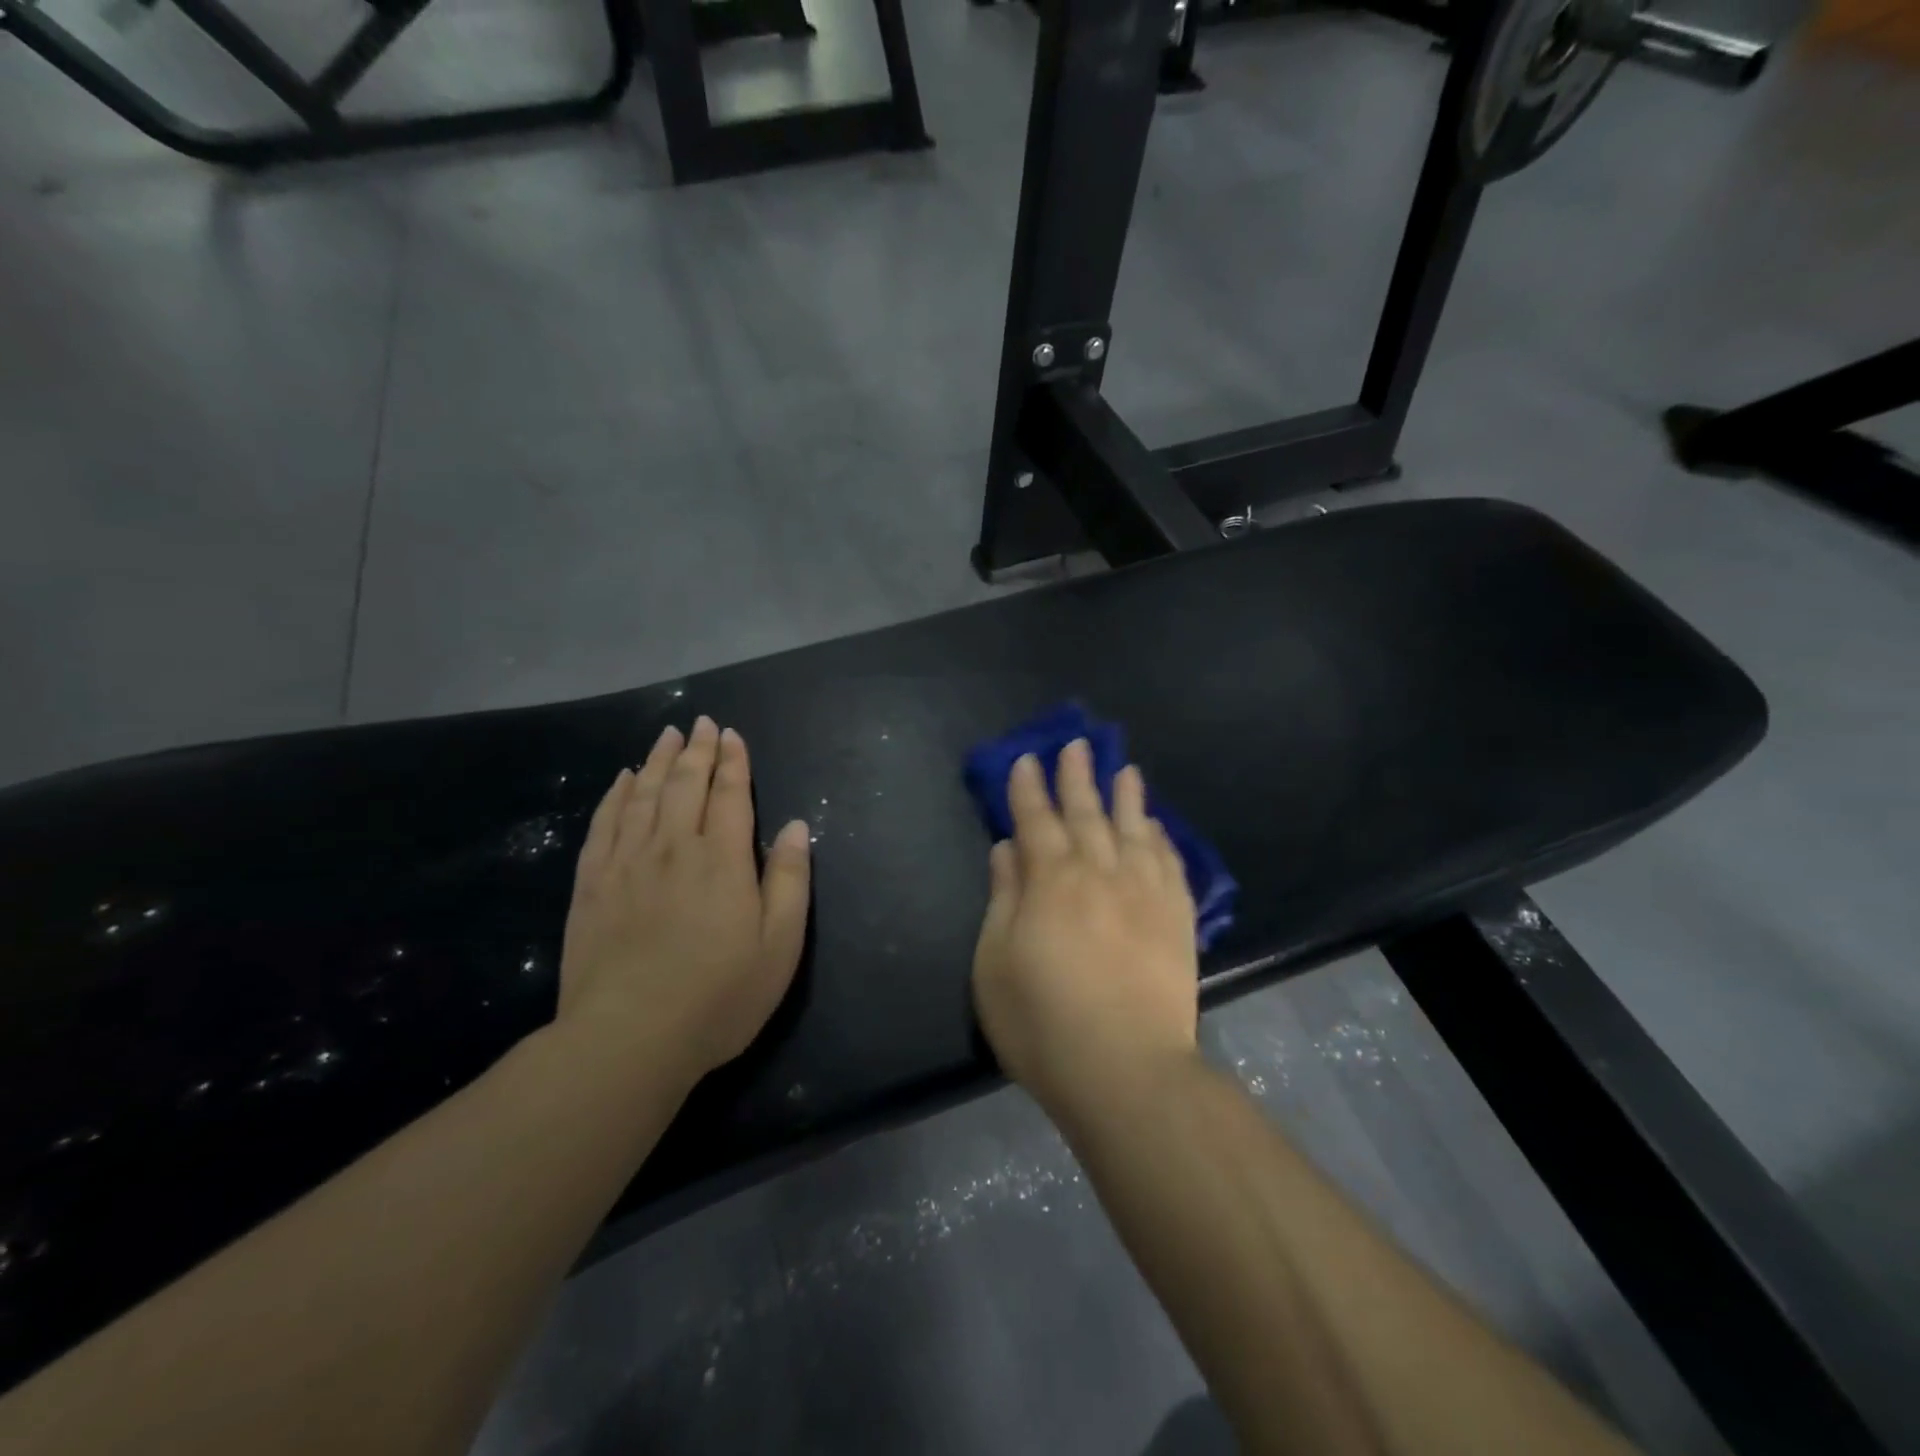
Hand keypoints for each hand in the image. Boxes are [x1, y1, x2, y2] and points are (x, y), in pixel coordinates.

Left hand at [556, 717, 811, 1089]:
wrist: (628, 1039)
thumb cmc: (718, 997)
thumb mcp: (779, 946)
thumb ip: (789, 880)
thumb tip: (795, 826)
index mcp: (721, 860)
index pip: (729, 795)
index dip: (733, 761)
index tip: (731, 734)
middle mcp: (673, 848)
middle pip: (686, 784)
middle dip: (697, 749)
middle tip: (702, 723)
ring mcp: (627, 863)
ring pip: (644, 795)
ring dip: (658, 761)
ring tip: (667, 735)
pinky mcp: (592, 884)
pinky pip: (605, 824)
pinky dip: (616, 795)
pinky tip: (623, 780)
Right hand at [971, 740, 1199, 1124]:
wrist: (1126, 1070)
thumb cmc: (1043, 1022)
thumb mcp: (995, 963)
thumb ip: (1003, 898)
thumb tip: (1007, 849)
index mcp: (1051, 881)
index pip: (1035, 820)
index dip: (1028, 788)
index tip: (1027, 758)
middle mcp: (1100, 873)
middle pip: (1086, 814)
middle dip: (1077, 776)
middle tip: (1077, 744)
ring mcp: (1144, 893)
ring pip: (1134, 830)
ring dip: (1126, 796)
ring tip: (1124, 768)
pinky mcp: (1177, 919)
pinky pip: (1170, 864)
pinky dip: (1161, 839)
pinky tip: (1156, 827)